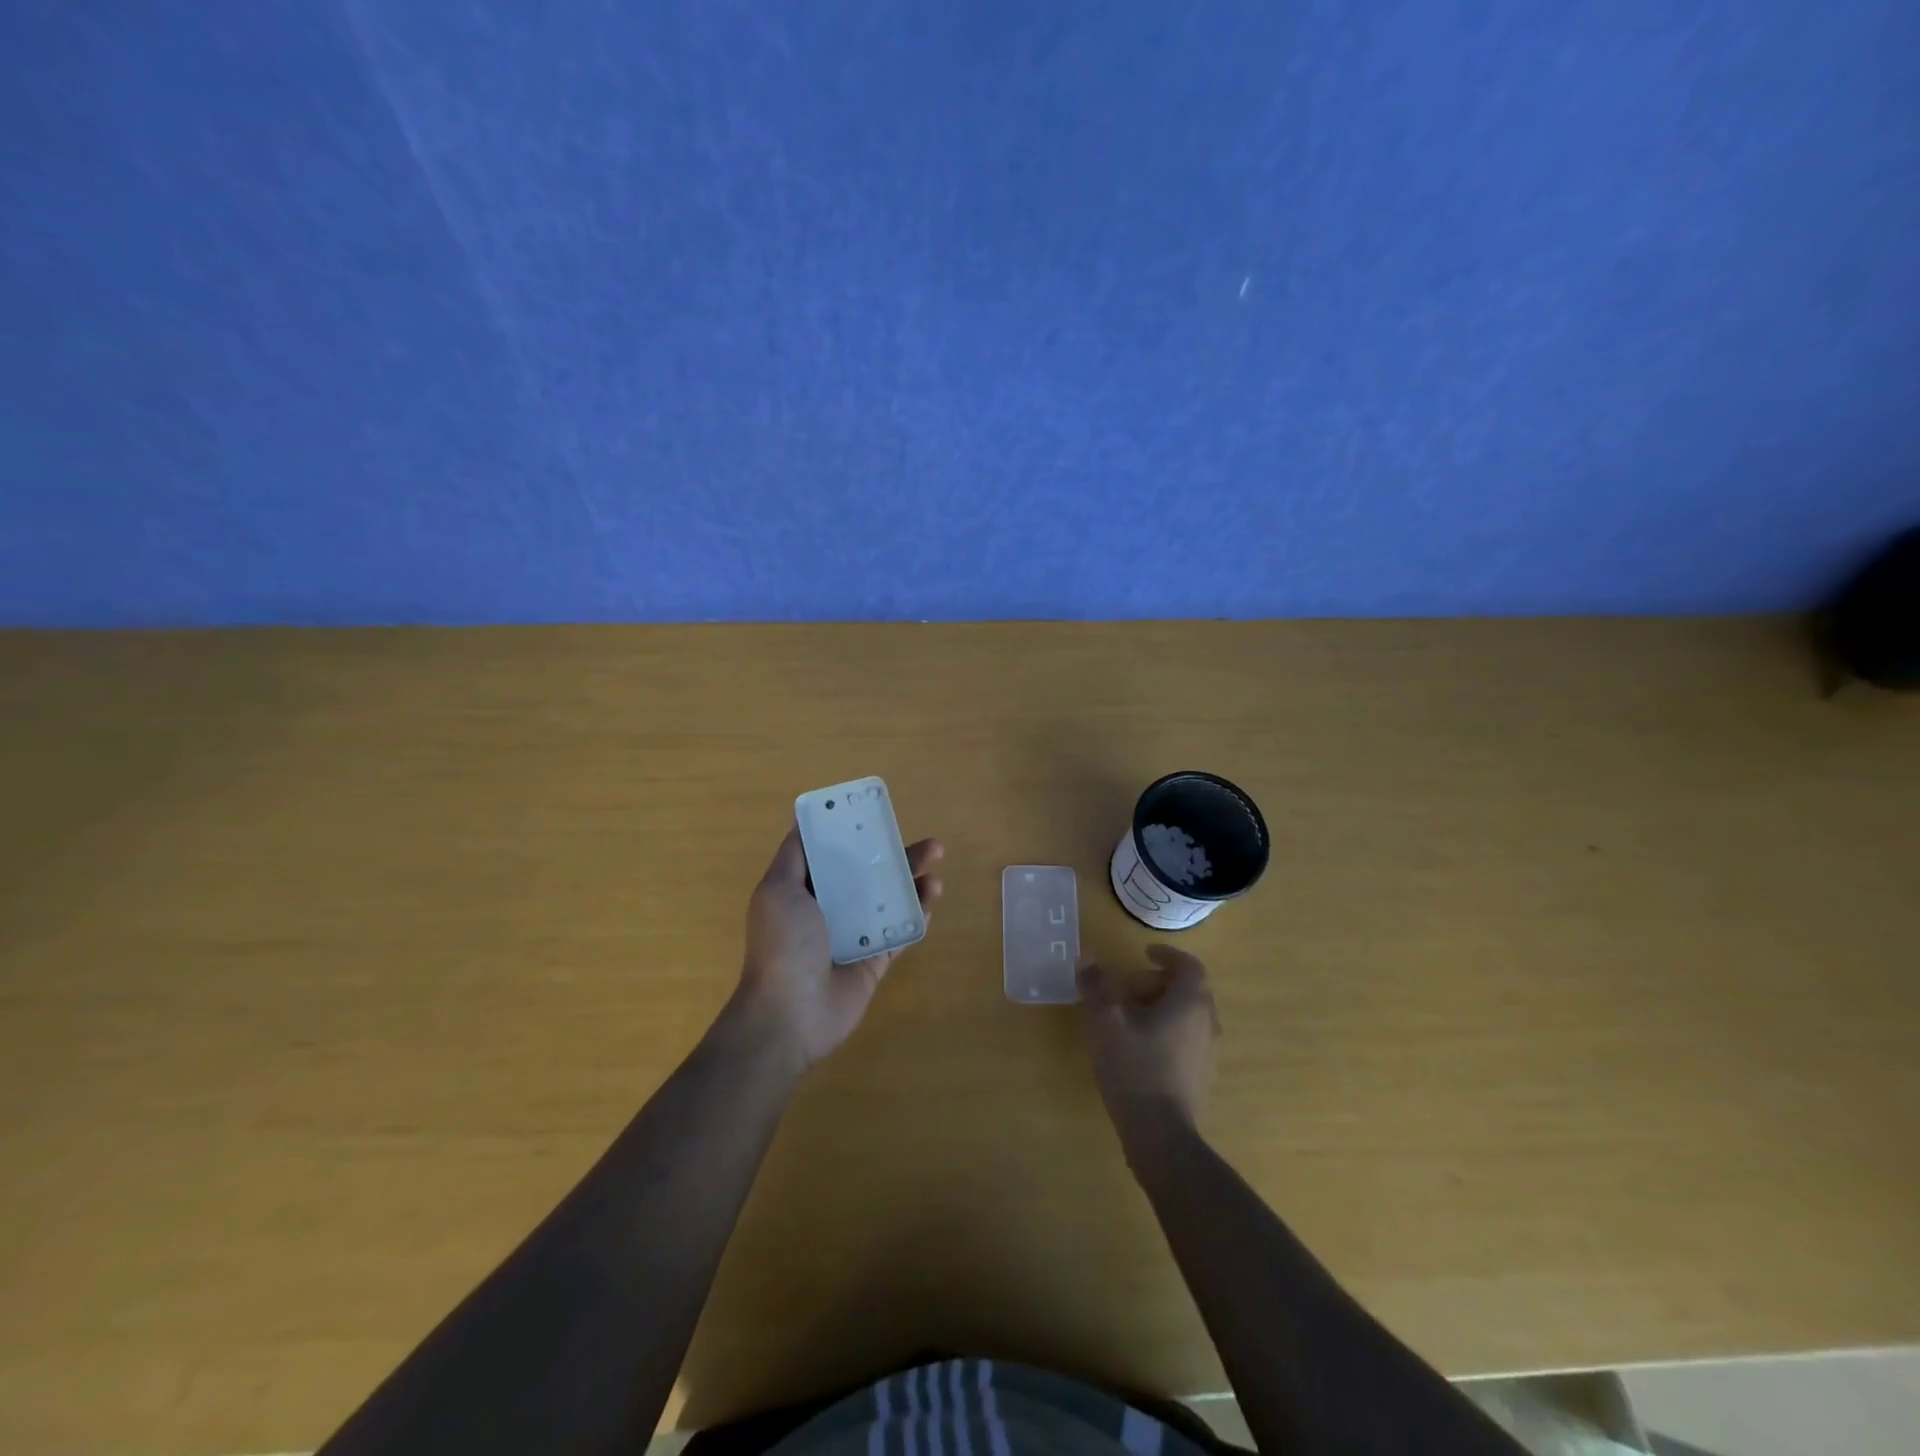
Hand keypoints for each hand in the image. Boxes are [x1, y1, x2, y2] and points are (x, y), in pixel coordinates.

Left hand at [734, 827, 943, 1073]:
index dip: (856, 833)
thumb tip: (803, 819)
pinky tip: (931, 899)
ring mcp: (855, 935)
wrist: (790, 1015)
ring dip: (913, 884)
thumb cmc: (784, 944)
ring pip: (890, 901)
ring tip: (937, 871)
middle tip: (932, 845)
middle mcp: (830, 908)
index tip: (881, 815)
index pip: (834, 853)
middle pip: (870, 874)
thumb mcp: (778, 889)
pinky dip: (916, 915)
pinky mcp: (874, 960)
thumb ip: (794, 855)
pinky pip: (900, 933)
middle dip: (898, 856)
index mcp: (804, 889)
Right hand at [1078, 946, 1219, 1139]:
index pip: (1188, 965)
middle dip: (1156, 982)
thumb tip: (1087, 958)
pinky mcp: (1199, 1076)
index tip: (1144, 953)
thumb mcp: (1106, 1022)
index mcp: (1189, 1003)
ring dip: (1159, 1007)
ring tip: (1126, 1017)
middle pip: (1187, 990)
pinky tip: (1136, 1047)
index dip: (1167, 954)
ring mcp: (1206, 1051)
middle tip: (1125, 988)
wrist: (1159, 1134)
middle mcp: (1206, 1022)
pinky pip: (1185, 1038)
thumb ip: (1097, 986)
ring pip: (1186, 1015)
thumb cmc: (1134, 1068)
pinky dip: (1164, 1030)